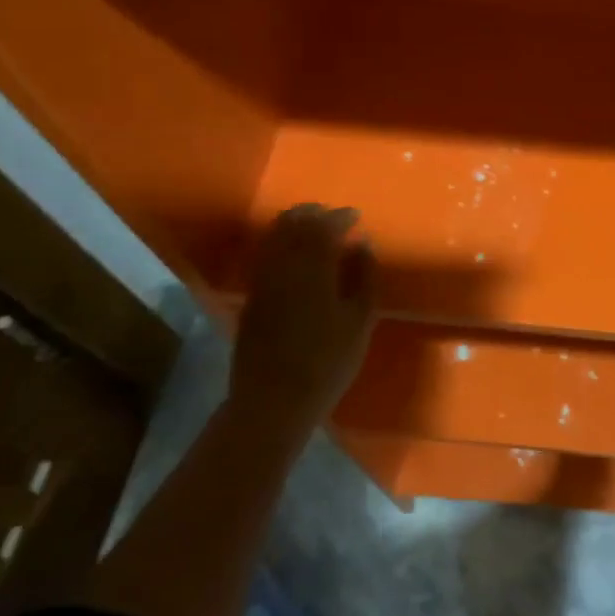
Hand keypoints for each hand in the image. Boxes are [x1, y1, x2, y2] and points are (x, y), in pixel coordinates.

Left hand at [231, 205, 376, 425]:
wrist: (274, 401)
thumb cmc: (328, 363)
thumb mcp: (360, 321)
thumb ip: (363, 276)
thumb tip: (362, 243)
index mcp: (312, 270)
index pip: (324, 227)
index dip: (340, 217)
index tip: (356, 216)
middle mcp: (282, 268)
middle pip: (292, 225)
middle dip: (313, 214)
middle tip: (333, 215)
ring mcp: (261, 282)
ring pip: (273, 238)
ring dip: (293, 225)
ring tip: (313, 228)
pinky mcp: (251, 298)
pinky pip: (264, 256)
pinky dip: (280, 244)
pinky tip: (293, 255)